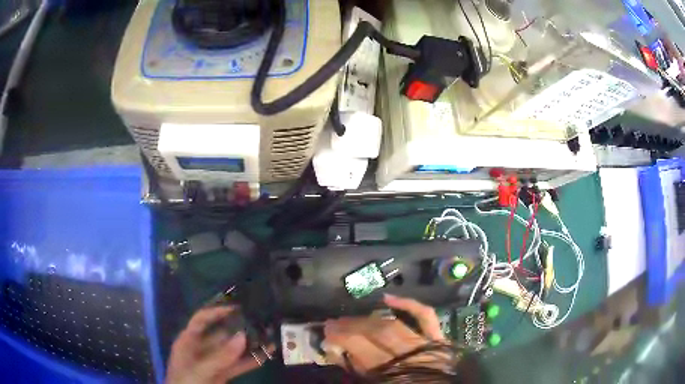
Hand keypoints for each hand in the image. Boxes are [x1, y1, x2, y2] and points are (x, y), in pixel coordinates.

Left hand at [165, 307, 262, 383]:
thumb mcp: (198, 371)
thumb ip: (219, 356)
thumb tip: (242, 336)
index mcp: (188, 341)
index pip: (202, 319)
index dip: (217, 311)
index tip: (239, 307)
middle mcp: (200, 348)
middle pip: (220, 333)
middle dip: (239, 327)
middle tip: (262, 321)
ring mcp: (213, 362)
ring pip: (232, 350)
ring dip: (249, 344)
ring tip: (270, 336)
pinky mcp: (222, 374)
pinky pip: (238, 365)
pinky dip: (251, 360)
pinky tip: (267, 355)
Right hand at [323, 294, 448, 373]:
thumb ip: (359, 370)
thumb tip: (338, 351)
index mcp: (392, 371)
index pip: (361, 346)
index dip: (340, 336)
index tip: (325, 332)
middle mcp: (409, 354)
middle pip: (377, 332)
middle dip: (351, 325)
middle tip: (334, 323)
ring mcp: (426, 343)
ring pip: (394, 324)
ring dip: (369, 319)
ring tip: (351, 318)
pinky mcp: (439, 338)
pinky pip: (425, 317)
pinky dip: (409, 305)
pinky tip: (389, 298)